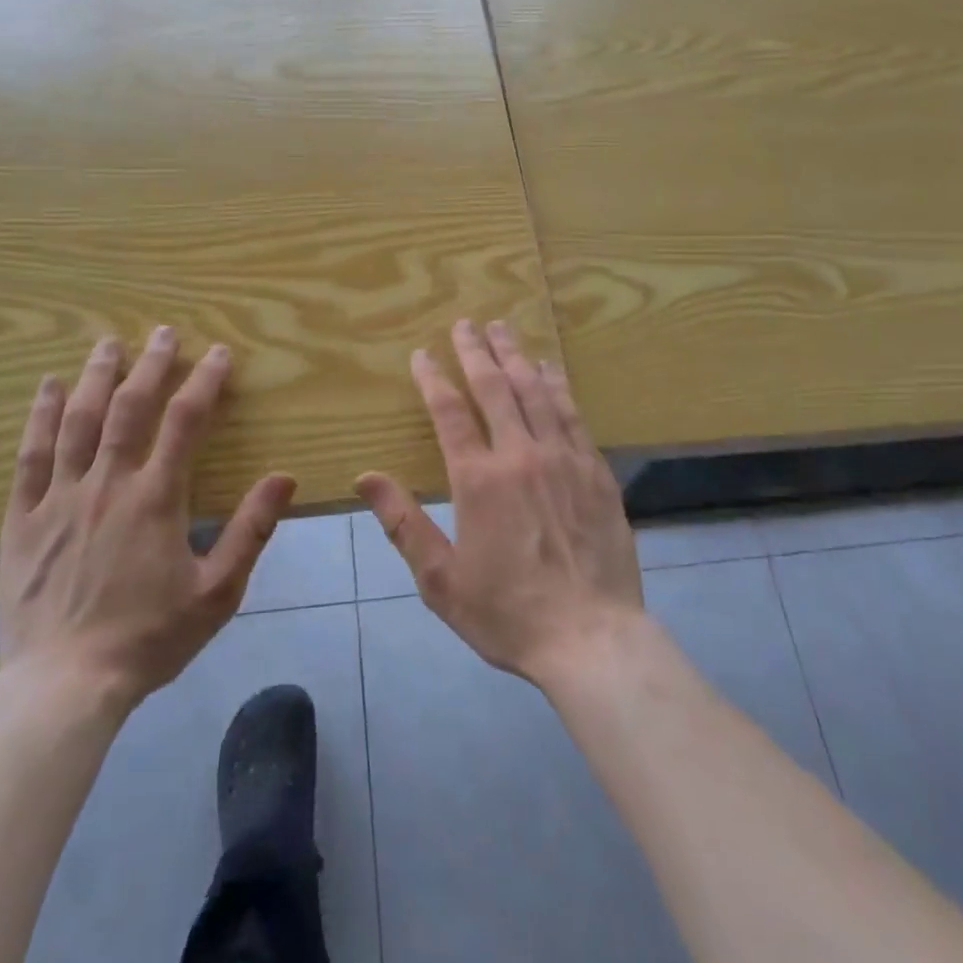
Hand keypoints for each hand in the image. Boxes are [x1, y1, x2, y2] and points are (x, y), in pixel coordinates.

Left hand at [0, 326, 295, 714]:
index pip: (185, 422)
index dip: (204, 382)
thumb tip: (284, 478)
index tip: (219, 354)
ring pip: (77, 421)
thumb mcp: (217, 592)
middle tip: (163, 332)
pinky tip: (46, 389)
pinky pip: (30, 457)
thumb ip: (251, 530)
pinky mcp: (23, 519)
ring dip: (95, 377)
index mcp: (156, 499)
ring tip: (109, 343)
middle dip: (150, 365)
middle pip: (129, 408)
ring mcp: (60, 498)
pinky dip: (38, 418)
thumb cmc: (149, 638)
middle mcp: (107, 484)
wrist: (64, 687)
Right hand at [357, 319, 644, 685]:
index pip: (449, 412)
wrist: (592, 638)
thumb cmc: (507, 613)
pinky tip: (550, 369)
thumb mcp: (440, 579)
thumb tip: (365, 477)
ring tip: (504, 329)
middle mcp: (521, 455)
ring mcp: (564, 458)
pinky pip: (573, 414)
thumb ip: (403, 523)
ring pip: (536, 391)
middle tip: (465, 323)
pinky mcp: (596, 471)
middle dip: (476, 351)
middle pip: (495, 387)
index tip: (422, 353)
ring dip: (516, 356)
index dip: (432, 378)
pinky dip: (558, 385)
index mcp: (479, 479)